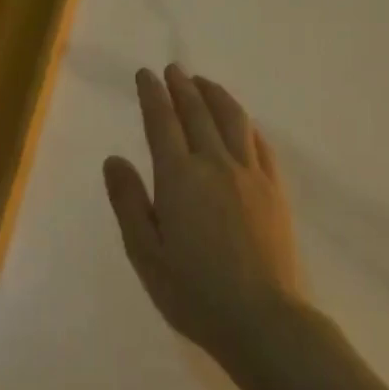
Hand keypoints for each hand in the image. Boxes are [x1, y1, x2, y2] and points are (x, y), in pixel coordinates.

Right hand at [103, 65, 304, 364]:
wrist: (261, 320)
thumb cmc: (193, 292)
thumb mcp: (145, 253)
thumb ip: (129, 202)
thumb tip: (114, 159)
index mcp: (179, 178)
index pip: (162, 122)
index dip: (152, 95)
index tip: (146, 74)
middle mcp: (215, 165)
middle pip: (198, 113)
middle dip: (183, 87)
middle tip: (173, 69)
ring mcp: (250, 175)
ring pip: (233, 120)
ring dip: (216, 96)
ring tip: (204, 83)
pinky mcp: (275, 191)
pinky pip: (260, 145)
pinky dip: (246, 125)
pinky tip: (242, 123)